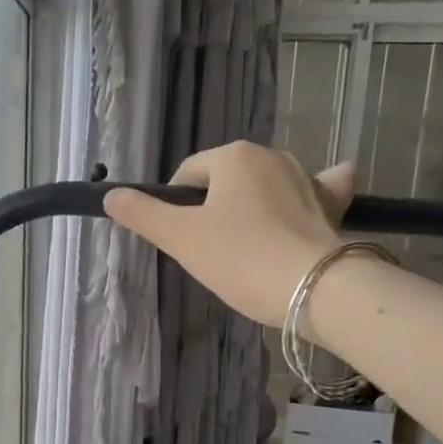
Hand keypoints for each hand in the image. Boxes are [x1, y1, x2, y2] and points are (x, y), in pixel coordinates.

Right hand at [103, 141, 354, 327]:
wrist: (313, 288)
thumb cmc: (239, 259)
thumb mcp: (180, 239)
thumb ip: (143, 215)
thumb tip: (110, 196)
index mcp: (233, 157)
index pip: (187, 175)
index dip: (174, 205)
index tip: (176, 240)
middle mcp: (271, 155)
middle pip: (226, 180)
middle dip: (214, 208)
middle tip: (209, 252)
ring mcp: (307, 177)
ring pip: (267, 184)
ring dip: (254, 203)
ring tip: (246, 243)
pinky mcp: (332, 204)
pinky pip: (320, 187)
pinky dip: (314, 191)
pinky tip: (313, 195)